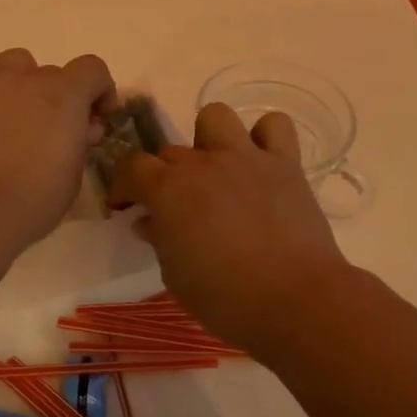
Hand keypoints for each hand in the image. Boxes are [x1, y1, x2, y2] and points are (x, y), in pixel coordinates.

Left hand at [0, 48, 115, 249]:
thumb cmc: (33, 199)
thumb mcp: (74, 174)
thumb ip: (81, 142)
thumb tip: (82, 129)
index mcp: (62, 94)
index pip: (91, 69)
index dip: (100, 90)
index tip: (97, 118)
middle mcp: (24, 79)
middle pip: (49, 72)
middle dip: (57, 97)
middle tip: (53, 132)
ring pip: (10, 71)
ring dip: (22, 91)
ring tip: (17, 129)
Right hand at [118, 103, 349, 355]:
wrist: (293, 300)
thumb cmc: (223, 298)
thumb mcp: (174, 276)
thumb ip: (159, 240)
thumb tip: (149, 222)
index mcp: (167, 189)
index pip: (131, 167)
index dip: (123, 186)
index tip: (125, 206)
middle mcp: (203, 163)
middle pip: (170, 151)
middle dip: (163, 175)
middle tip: (173, 207)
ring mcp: (246, 158)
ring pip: (215, 117)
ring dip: (208, 140)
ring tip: (216, 171)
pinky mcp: (286, 164)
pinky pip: (274, 126)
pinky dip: (264, 138)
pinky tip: (260, 165)